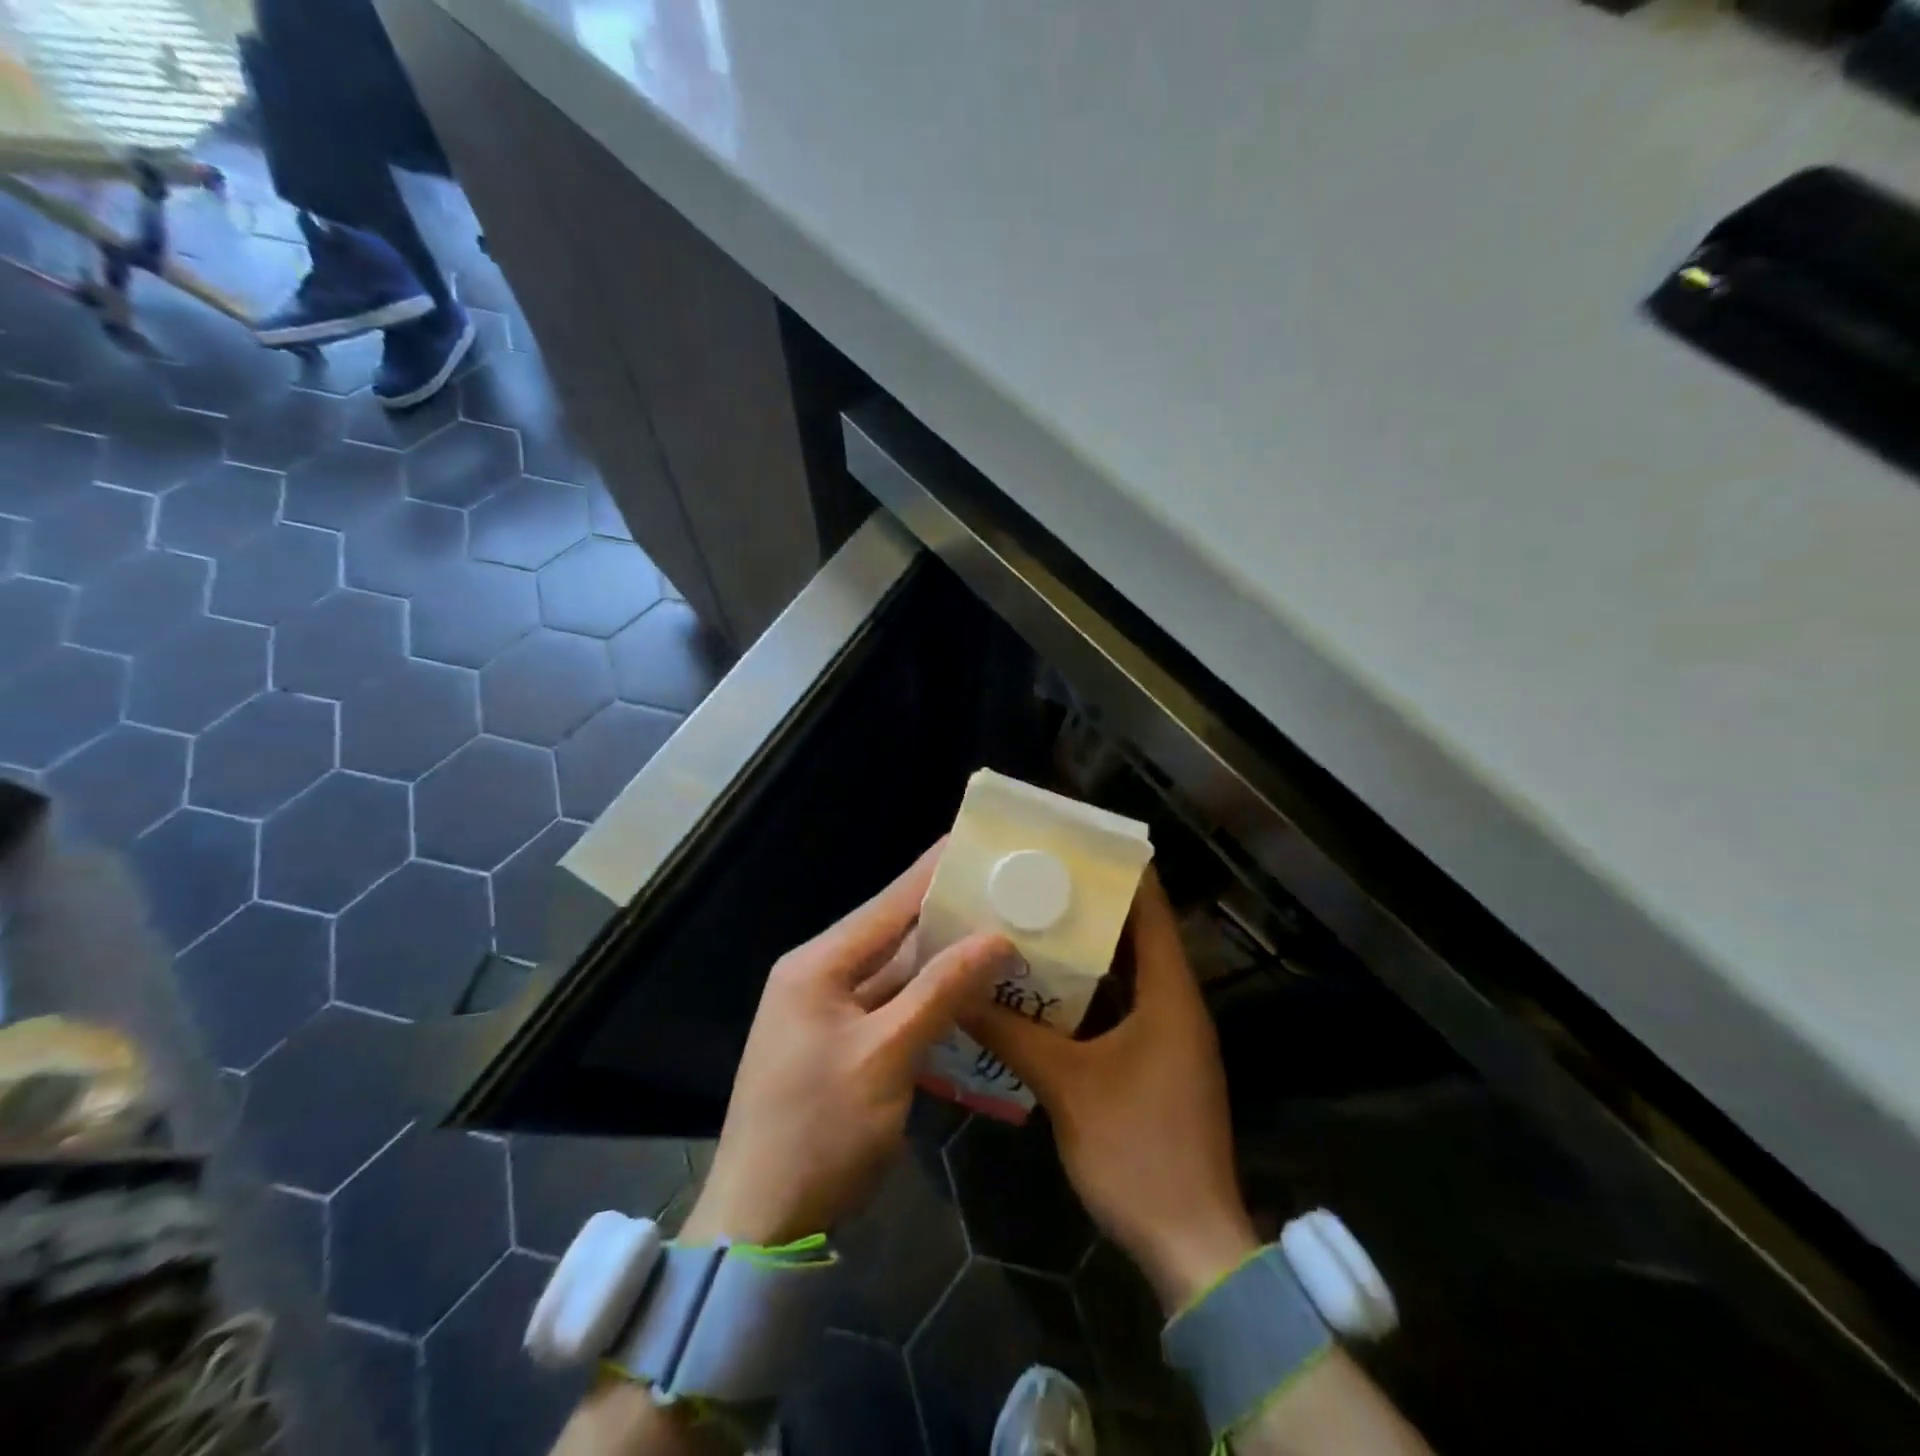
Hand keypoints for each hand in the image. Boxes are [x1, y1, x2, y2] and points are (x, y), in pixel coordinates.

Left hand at [682, 842, 1013, 1246]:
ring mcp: (830, 1015)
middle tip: (1005, 892)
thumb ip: (941, 990)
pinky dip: (932, 1002)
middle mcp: (821, 978)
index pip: (888, 904)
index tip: (976, 841)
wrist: (761, 1225)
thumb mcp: (886, 1056)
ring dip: (945, 962)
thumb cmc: (819, 1130)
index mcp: (818, 965)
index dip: (934, 872)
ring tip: (1003, 934)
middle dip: (949, 916)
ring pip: (898, 975)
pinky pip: (895, 1009)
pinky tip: (974, 994)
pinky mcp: (844, 1048)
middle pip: (894, 936)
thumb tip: (997, 937)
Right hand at [962, 872, 1257, 1311]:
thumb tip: (959, 990)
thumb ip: (1010, 1033)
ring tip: (1034, 918)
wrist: (1191, 1245)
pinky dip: (1091, 990)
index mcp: (1170, 993)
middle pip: (1137, 934)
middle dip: (1092, 904)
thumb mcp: (1065, 1085)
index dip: (1122, 870)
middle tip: (1038, 877)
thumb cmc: (1137, 1150)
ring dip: (1089, 948)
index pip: (1151, 908)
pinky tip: (1045, 987)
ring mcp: (1170, 1035)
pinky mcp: (1157, 1062)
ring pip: (1128, 972)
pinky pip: (1123, 1006)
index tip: (1077, 842)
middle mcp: (1176, 1003)